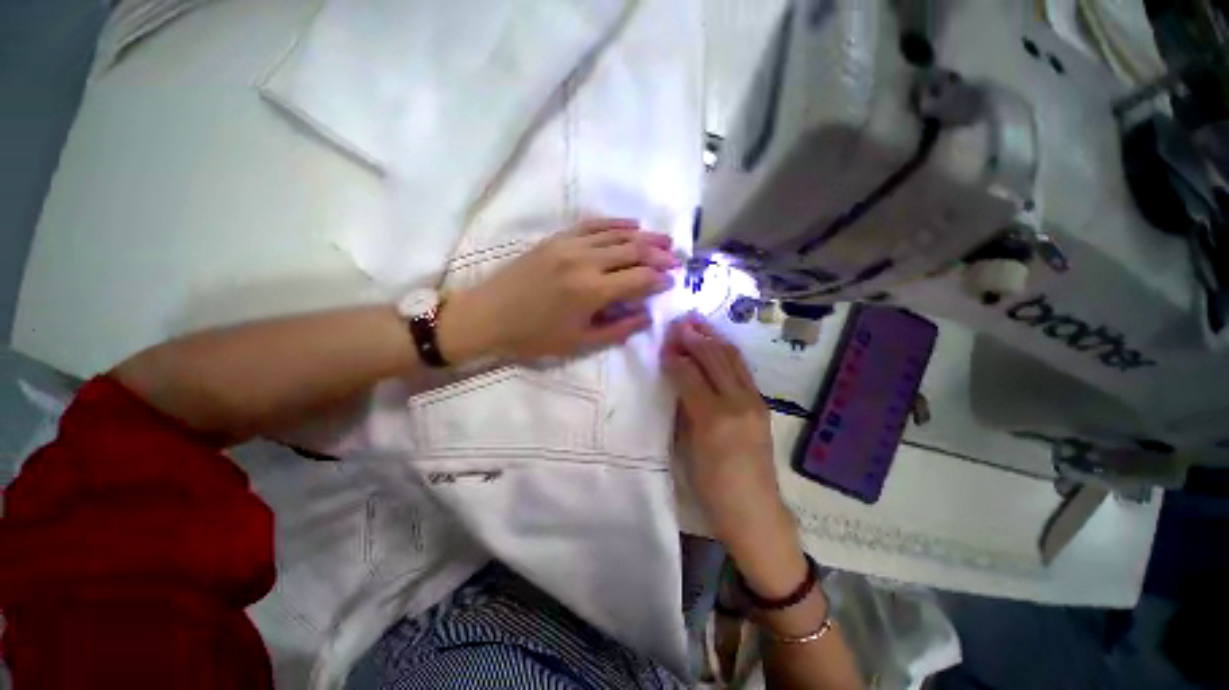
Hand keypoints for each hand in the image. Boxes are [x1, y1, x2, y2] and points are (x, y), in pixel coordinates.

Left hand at [439, 218, 676, 362]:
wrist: (487, 316)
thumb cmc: (534, 337)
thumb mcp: (579, 343)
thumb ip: (618, 329)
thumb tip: (647, 315)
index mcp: (592, 292)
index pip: (639, 279)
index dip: (660, 279)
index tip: (673, 280)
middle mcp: (585, 262)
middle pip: (634, 252)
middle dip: (659, 254)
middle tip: (676, 258)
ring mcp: (569, 245)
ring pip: (617, 235)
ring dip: (644, 236)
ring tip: (664, 239)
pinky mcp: (557, 239)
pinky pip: (593, 225)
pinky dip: (616, 223)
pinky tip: (632, 224)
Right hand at [663, 314, 804, 594]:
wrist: (755, 512)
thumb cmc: (711, 488)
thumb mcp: (686, 450)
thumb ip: (682, 409)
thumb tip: (675, 378)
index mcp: (712, 419)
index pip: (689, 374)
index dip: (674, 355)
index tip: (663, 341)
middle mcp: (737, 403)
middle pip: (713, 359)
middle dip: (693, 337)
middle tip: (678, 321)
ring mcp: (754, 402)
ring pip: (732, 358)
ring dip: (713, 337)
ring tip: (698, 322)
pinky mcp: (762, 404)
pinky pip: (743, 369)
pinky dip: (727, 351)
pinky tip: (718, 342)